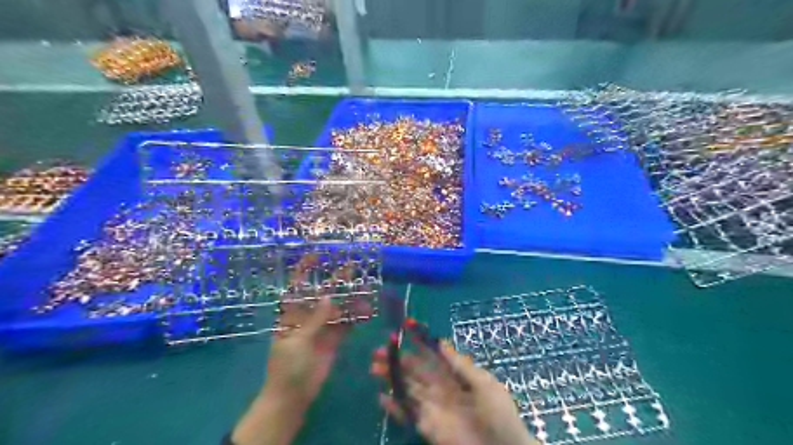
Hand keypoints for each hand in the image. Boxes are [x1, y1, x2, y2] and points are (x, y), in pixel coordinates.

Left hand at [231, 257, 369, 444]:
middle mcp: (308, 317)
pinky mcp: (334, 340)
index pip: (297, 288)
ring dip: (350, 298)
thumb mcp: (298, 341)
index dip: (304, 271)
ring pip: (338, 308)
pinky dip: (356, 317)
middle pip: (323, 294)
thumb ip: (314, 319)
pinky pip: (346, 324)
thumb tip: (329, 296)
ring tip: (366, 286)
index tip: (315, 256)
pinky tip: (367, 309)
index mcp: (292, 315)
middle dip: (336, 281)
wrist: (293, 396)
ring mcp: (322, 328)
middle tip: (352, 267)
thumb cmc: (287, 366)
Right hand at [372, 340, 538, 443]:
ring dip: (391, 379)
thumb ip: (459, 364)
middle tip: (378, 351)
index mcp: (454, 375)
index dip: (415, 346)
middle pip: (414, 372)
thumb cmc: (497, 413)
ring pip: (407, 389)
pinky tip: (381, 397)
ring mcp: (432, 407)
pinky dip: (394, 407)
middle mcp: (440, 389)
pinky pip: (407, 414)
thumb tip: (440, 341)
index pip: (430, 357)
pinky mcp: (427, 427)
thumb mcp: (482, 382)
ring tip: (374, 368)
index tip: (400, 334)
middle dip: (396, 361)